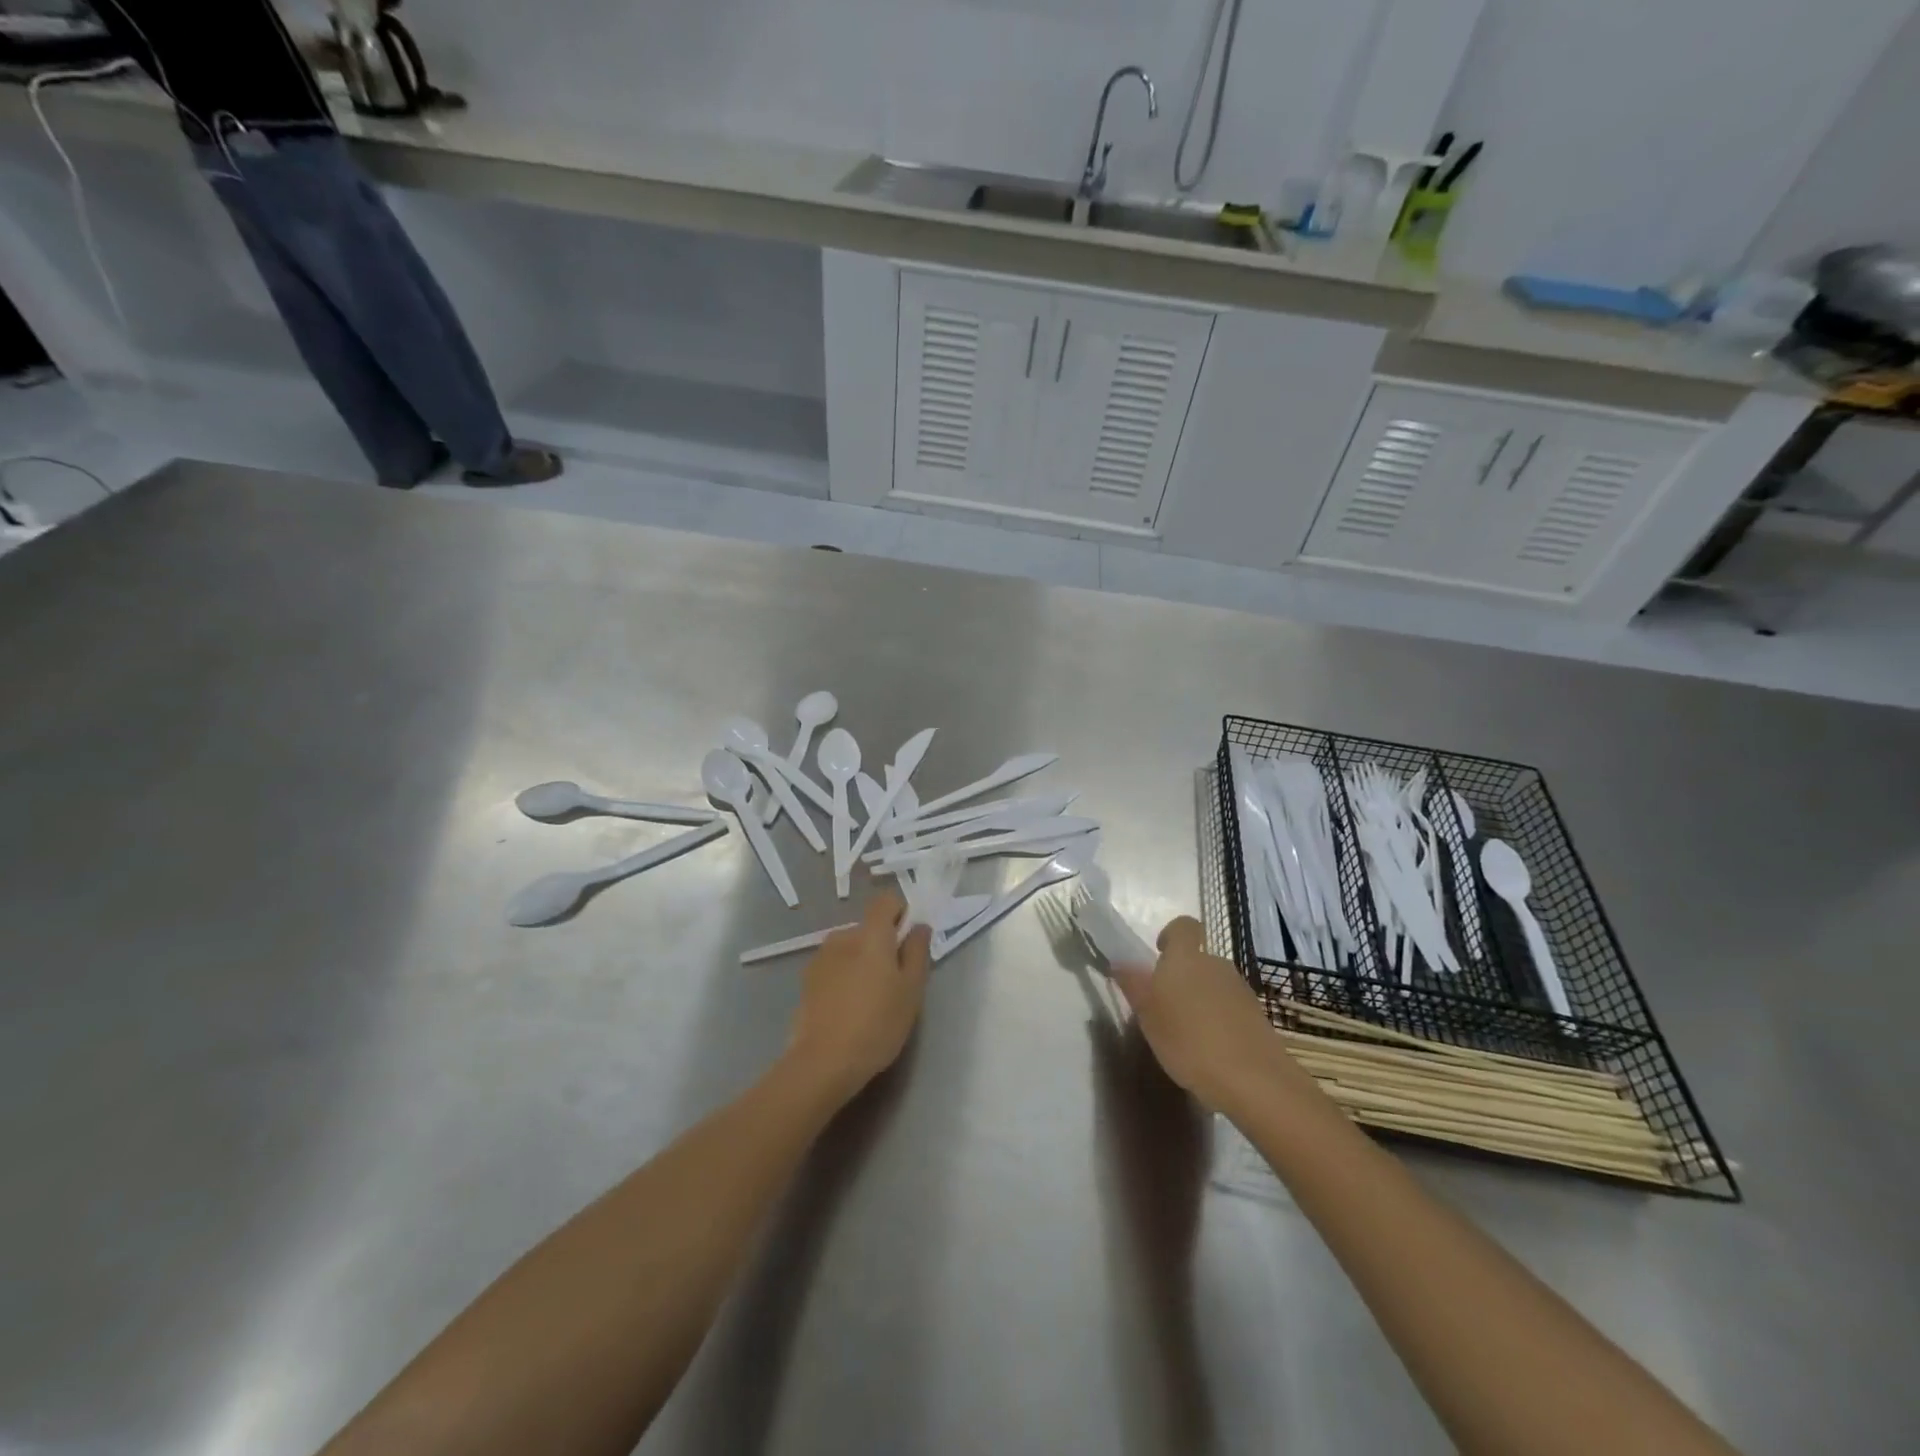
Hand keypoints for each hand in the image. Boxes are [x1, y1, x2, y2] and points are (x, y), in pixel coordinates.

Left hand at [786, 891, 931, 1105]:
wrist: (823, 1062)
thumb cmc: (877, 1024)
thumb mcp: (911, 990)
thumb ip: (918, 952)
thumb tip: (919, 927)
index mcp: (871, 934)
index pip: (886, 901)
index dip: (901, 913)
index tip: (909, 941)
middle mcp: (843, 937)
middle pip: (869, 928)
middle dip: (883, 945)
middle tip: (894, 981)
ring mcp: (820, 958)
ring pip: (850, 949)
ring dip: (862, 962)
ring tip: (869, 1000)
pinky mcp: (806, 981)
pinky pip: (834, 967)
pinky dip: (844, 978)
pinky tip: (848, 1009)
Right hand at [1110, 916, 1314, 1115]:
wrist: (1254, 1080)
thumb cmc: (1190, 1041)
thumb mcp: (1148, 1016)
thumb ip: (1134, 985)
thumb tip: (1120, 961)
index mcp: (1186, 958)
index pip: (1183, 926)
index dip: (1170, 935)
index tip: (1158, 955)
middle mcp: (1216, 965)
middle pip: (1197, 959)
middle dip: (1181, 977)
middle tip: (1164, 1008)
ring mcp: (1240, 990)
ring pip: (1213, 984)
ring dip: (1200, 1000)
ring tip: (1187, 1035)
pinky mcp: (1257, 1016)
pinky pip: (1230, 1007)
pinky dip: (1219, 1020)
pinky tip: (1211, 1051)